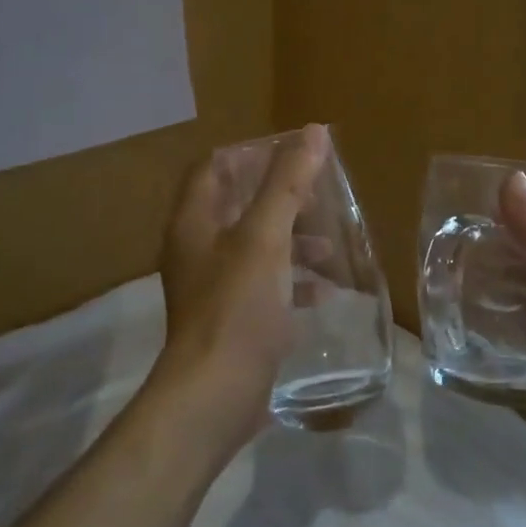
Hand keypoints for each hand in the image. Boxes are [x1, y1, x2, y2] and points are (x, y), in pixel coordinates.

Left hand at [145, 124, 330, 467]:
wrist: (214, 395)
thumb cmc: (237, 307)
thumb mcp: (266, 238)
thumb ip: (287, 183)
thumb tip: (313, 131)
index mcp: (194, 222)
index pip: (212, 168)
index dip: (249, 155)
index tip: (292, 155)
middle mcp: (196, 249)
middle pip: (236, 207)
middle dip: (280, 200)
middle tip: (320, 198)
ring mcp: (211, 287)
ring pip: (254, 248)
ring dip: (291, 242)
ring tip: (331, 246)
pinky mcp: (230, 320)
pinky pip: (263, 287)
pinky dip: (291, 281)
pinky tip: (325, 292)